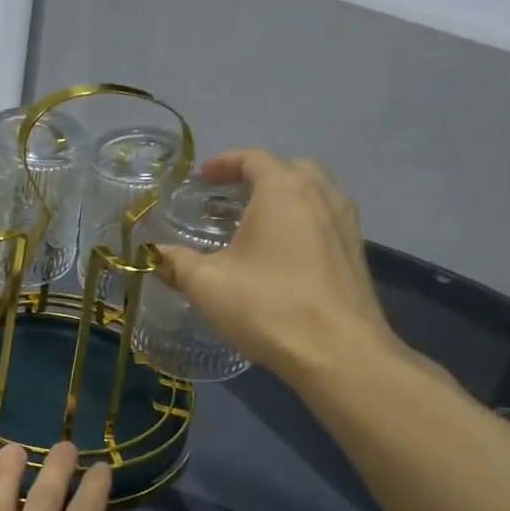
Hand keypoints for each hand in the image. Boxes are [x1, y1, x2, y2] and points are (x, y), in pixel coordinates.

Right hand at [154, 150, 405, 382]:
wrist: (338, 352)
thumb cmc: (267, 306)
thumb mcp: (208, 284)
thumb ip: (176, 263)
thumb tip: (153, 253)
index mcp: (283, 191)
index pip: (254, 158)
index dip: (225, 163)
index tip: (203, 178)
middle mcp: (321, 196)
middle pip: (291, 169)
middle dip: (259, 176)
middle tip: (232, 198)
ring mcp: (346, 224)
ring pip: (315, 193)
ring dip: (286, 198)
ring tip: (258, 223)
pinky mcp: (356, 254)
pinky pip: (327, 220)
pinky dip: (304, 222)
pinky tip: (284, 253)